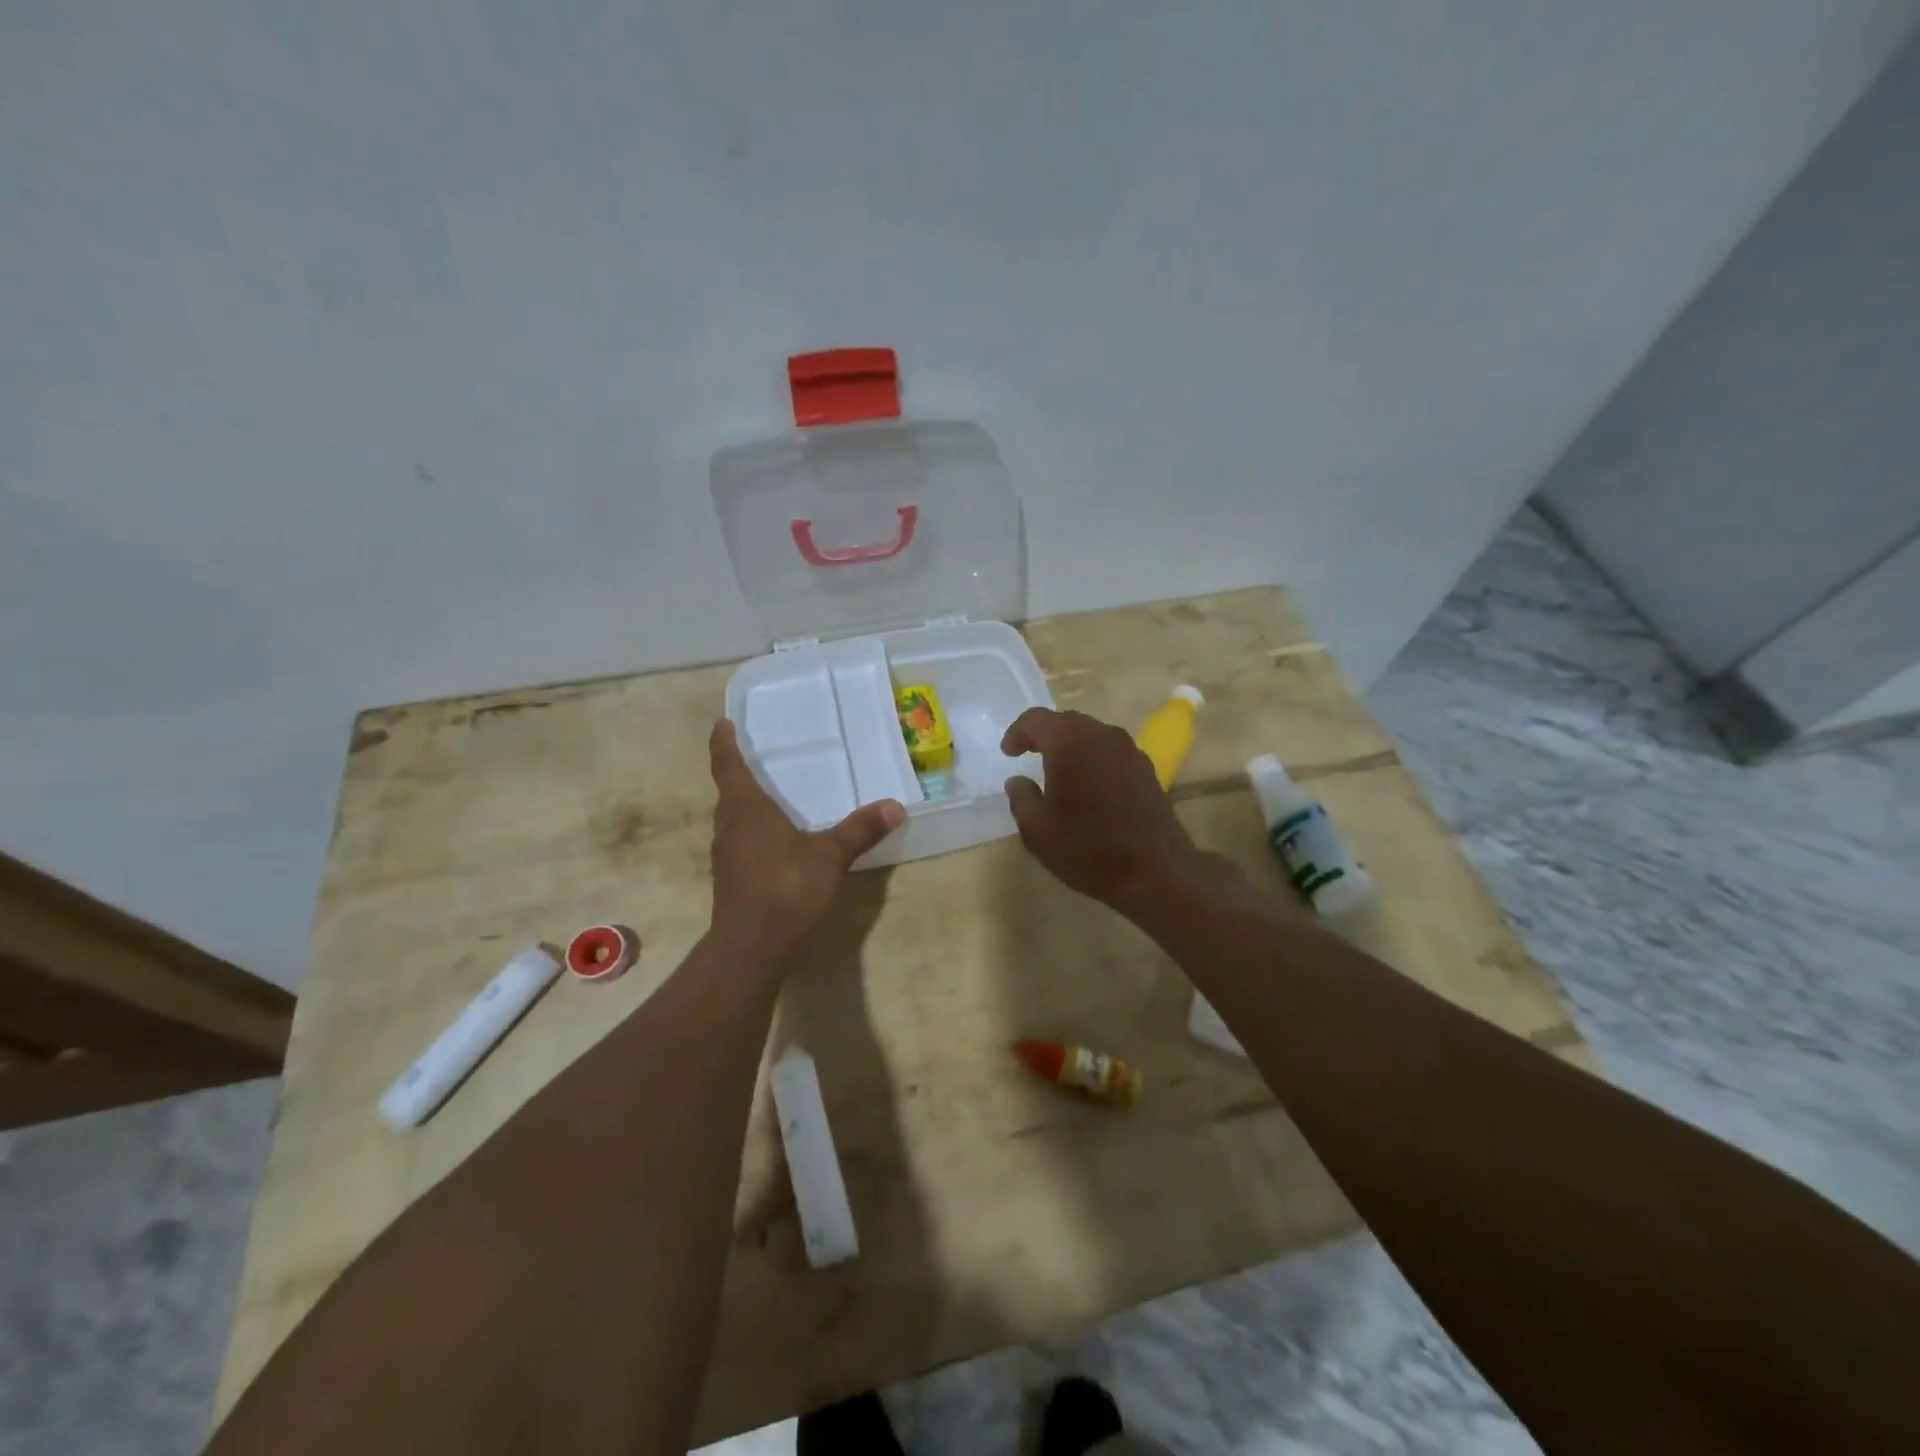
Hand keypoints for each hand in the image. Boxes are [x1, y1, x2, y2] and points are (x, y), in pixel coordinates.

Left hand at [707, 719, 904, 960]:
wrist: (751, 944)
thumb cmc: (786, 887)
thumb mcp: (830, 856)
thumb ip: (860, 830)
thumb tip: (895, 806)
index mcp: (746, 808)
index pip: (728, 765)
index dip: (723, 743)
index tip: (721, 724)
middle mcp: (729, 825)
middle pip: (728, 792)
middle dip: (737, 774)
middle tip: (754, 758)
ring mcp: (725, 854)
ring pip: (731, 818)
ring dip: (743, 804)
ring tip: (765, 797)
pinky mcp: (729, 878)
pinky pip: (738, 841)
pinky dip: (750, 831)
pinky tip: (772, 842)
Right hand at [1000, 708, 1211, 914]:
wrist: (1155, 871)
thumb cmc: (1087, 848)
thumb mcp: (1037, 830)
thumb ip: (1020, 797)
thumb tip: (1018, 780)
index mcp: (1069, 742)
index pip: (1036, 719)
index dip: (1017, 733)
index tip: (1008, 754)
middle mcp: (1101, 735)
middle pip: (1066, 721)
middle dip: (1045, 735)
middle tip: (1029, 755)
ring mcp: (1129, 750)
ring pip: (1092, 734)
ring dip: (1072, 746)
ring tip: (1059, 771)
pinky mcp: (1147, 768)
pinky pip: (1111, 752)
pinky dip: (1094, 759)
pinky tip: (1089, 786)